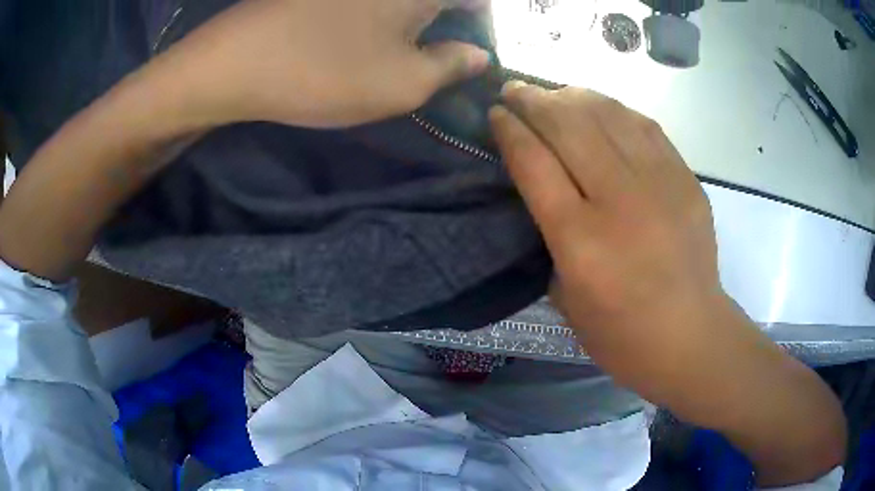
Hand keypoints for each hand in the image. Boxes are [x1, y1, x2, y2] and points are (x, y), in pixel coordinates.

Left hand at [150, 0, 490, 128]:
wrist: (234, 62)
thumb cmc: (325, 72)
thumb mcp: (403, 84)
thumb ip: (452, 67)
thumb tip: (477, 55)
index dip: (483, 24)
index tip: (473, 52)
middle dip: (449, 22)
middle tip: (438, 54)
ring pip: (403, 1)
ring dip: (414, 19)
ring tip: (401, 47)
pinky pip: (370, 2)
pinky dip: (381, 15)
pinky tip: (364, 36)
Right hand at [490, 83, 720, 335]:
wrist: (691, 337)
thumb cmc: (622, 335)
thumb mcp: (566, 300)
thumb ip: (551, 239)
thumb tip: (544, 190)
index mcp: (581, 241)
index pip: (535, 162)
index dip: (510, 130)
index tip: (495, 113)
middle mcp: (619, 201)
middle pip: (568, 126)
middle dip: (533, 99)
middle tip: (514, 89)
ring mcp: (659, 185)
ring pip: (607, 115)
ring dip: (572, 95)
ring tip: (554, 92)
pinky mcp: (685, 180)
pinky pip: (644, 127)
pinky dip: (615, 110)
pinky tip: (600, 107)